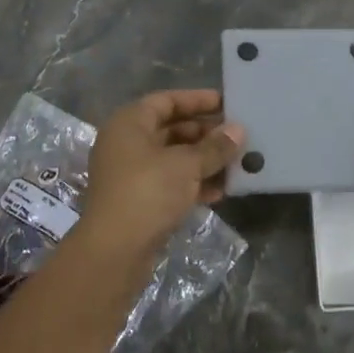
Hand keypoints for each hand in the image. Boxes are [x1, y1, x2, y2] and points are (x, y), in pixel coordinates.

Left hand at [81, 90, 243, 257]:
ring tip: (235, 164)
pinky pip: (170, 183)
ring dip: (203, 161)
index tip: (226, 104)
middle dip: (205, 134)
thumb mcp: (187, 165)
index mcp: (130, 123)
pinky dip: (192, 184)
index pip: (166, 101)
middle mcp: (126, 144)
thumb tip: (238, 131)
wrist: (115, 252)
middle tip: (236, 137)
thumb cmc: (148, 192)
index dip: (197, 100)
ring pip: (172, 158)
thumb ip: (214, 147)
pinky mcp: (137, 201)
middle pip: (171, 129)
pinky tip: (220, 192)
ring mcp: (130, 174)